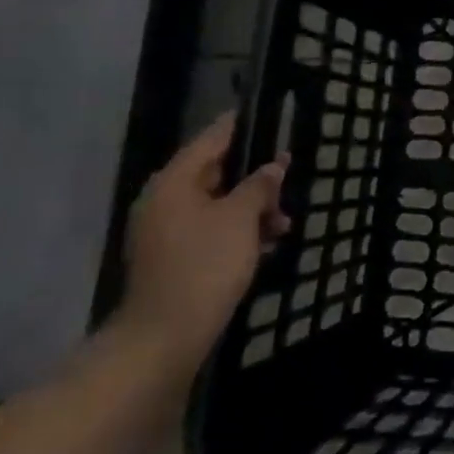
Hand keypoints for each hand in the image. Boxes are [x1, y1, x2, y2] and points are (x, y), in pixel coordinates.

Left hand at [115, 112, 289, 377]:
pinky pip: (211, 230)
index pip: (212, 138)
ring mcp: (165, 232)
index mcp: (174, 182)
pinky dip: (237, 231)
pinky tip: (267, 243)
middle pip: (216, 172)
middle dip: (255, 178)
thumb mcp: (241, 218)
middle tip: (289, 179)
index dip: (242, 126)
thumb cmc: (204, 266)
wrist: (164, 339)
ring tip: (284, 223)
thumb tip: (274, 165)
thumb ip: (260, 185)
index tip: (269, 114)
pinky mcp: (173, 258)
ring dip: (252, 209)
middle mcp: (164, 200)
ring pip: (217, 204)